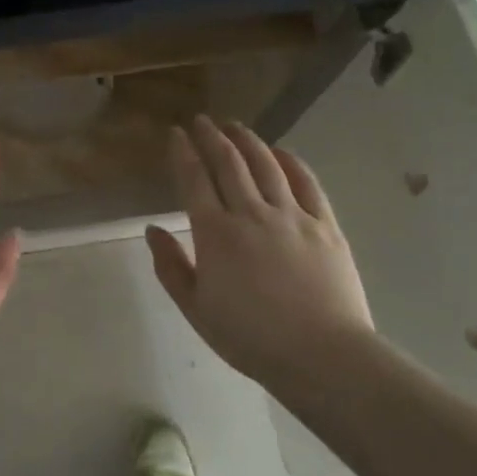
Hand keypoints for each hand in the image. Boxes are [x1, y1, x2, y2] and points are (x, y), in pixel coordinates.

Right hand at [146, 116, 374, 391]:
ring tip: (235, 126)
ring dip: (248, 141)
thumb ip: (171, 267)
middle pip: (229, 163)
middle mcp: (251, 213)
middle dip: (212, 137)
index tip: (175, 133)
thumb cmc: (250, 338)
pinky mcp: (325, 225)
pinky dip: (291, 161)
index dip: (182, 153)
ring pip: (266, 164)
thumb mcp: (196, 309)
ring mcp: (292, 215)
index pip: (194, 180)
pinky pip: (307, 182)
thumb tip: (152, 230)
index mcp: (215, 234)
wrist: (322, 354)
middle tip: (202, 121)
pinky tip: (281, 152)